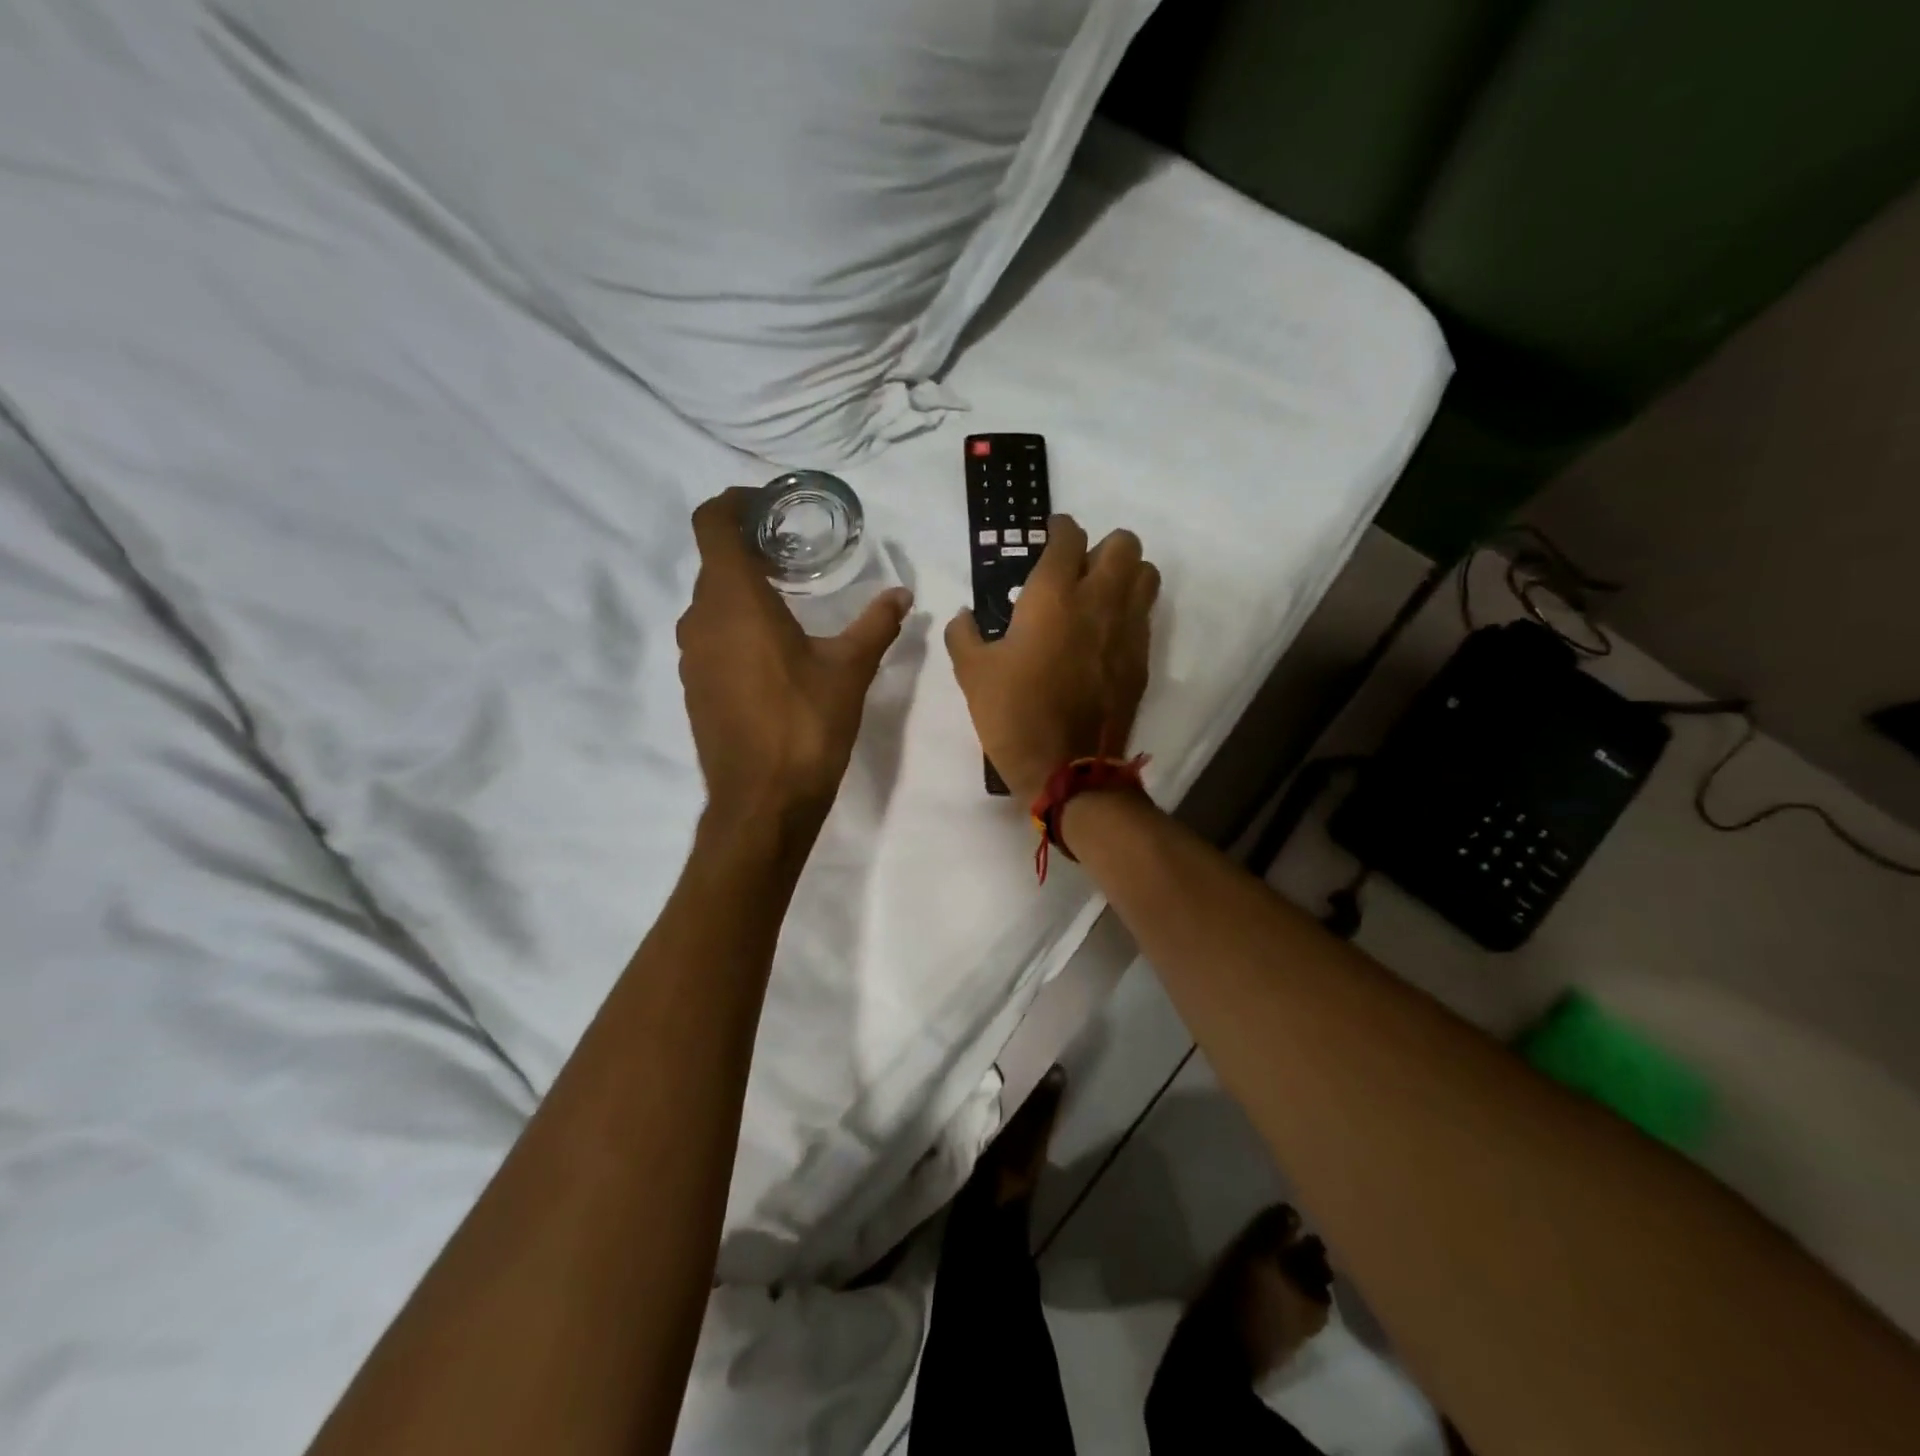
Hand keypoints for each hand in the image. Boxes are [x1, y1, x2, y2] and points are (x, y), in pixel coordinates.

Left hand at [678, 488, 911, 831]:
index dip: (734, 502)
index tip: (768, 505)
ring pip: (711, 602)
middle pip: (714, 562)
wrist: (763, 801)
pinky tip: (773, 651)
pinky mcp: (693, 686)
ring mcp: (691, 655)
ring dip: (742, 591)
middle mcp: (700, 619)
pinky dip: (735, 626)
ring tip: (787, 601)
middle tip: (793, 554)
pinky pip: (710, 637)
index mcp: (734, 600)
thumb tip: (902, 594)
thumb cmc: (806, 725)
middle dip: (749, 549)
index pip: (712, 522)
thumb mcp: (850, 670)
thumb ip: (876, 624)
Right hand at [945, 515, 1158, 803]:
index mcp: (1054, 596)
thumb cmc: (1014, 714)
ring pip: (1145, 575)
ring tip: (1098, 596)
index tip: (1049, 536)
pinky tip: (1104, 635)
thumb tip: (963, 615)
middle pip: (1123, 543)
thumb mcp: (972, 673)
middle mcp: (1100, 601)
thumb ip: (963, 634)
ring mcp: (1128, 630)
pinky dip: (1129, 612)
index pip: (1069, 536)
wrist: (1066, 769)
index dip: (1058, 529)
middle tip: (1076, 570)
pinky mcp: (1142, 659)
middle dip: (1100, 546)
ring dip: (1125, 574)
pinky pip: (1145, 616)